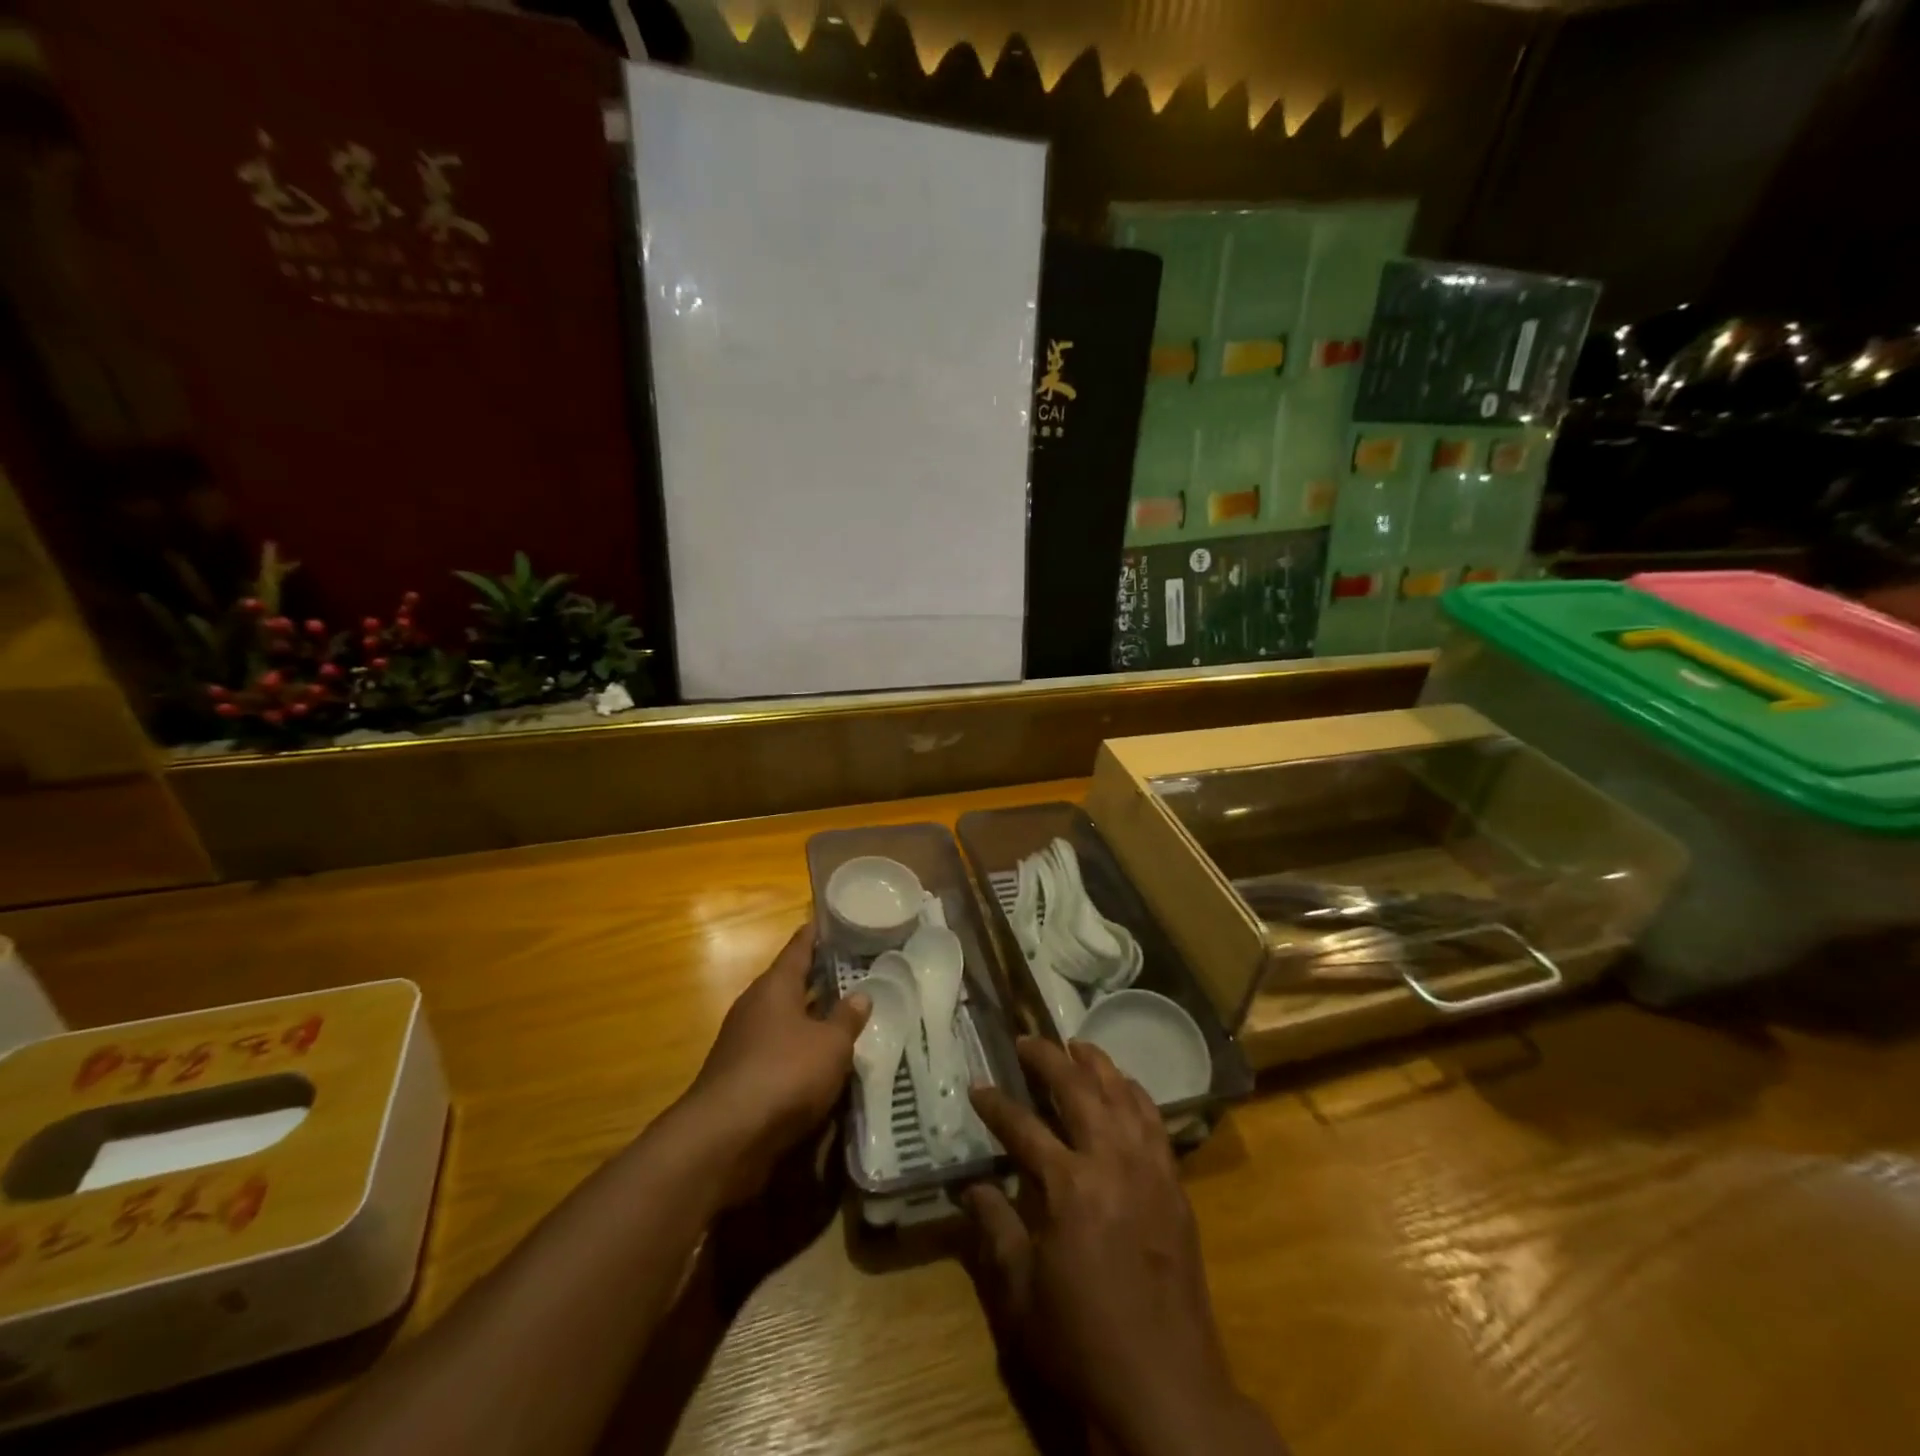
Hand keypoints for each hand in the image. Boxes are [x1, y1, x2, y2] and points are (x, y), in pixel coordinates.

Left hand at [681, 924, 868, 1204]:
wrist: (726, 1138)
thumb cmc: (784, 1074)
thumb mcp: (830, 1044)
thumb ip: (846, 1019)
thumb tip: (860, 995)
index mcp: (775, 986)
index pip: (798, 948)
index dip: (816, 934)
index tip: (832, 919)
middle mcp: (756, 1007)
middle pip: (791, 983)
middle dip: (820, 978)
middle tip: (855, 969)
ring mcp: (745, 1043)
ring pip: (786, 1020)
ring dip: (812, 1018)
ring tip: (846, 1016)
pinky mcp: (742, 1077)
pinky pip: (780, 1052)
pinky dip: (801, 1051)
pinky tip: (824, 1062)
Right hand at [964, 1039, 1285, 1455]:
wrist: (1165, 1386)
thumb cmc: (1082, 1340)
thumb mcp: (1021, 1292)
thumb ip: (995, 1228)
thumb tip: (970, 1186)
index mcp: (1068, 1187)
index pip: (1023, 1127)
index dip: (996, 1104)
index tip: (977, 1086)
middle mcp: (1111, 1162)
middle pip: (1078, 1090)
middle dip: (1048, 1059)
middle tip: (1026, 1040)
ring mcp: (1149, 1169)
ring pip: (1122, 1095)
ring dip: (1097, 1065)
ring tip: (1075, 1045)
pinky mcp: (1174, 1185)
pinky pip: (1155, 1122)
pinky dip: (1135, 1094)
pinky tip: (1124, 1087)